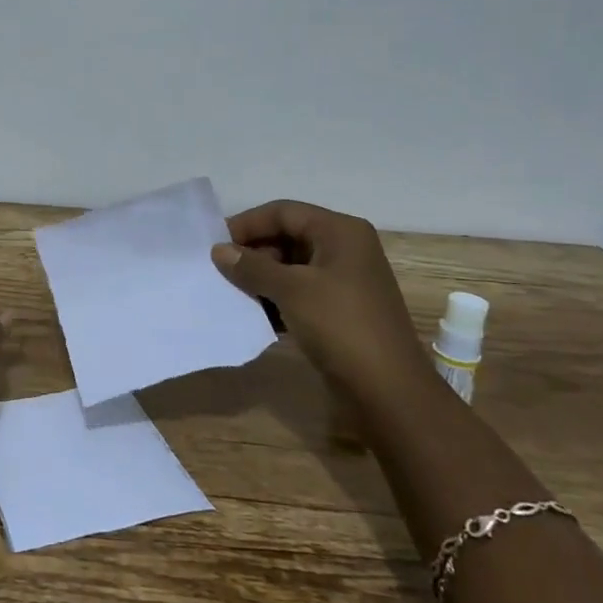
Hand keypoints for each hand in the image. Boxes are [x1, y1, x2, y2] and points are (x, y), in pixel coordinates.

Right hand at [210, 201, 428, 390]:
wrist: (387, 390)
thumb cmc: (341, 326)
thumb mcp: (291, 290)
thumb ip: (252, 266)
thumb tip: (218, 250)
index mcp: (340, 232)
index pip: (284, 212)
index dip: (248, 224)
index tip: (214, 244)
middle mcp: (345, 249)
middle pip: (287, 236)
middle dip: (253, 252)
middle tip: (220, 270)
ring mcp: (344, 281)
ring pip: (291, 266)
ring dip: (261, 277)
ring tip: (231, 292)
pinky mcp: (339, 310)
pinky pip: (299, 292)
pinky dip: (275, 298)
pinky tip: (254, 314)